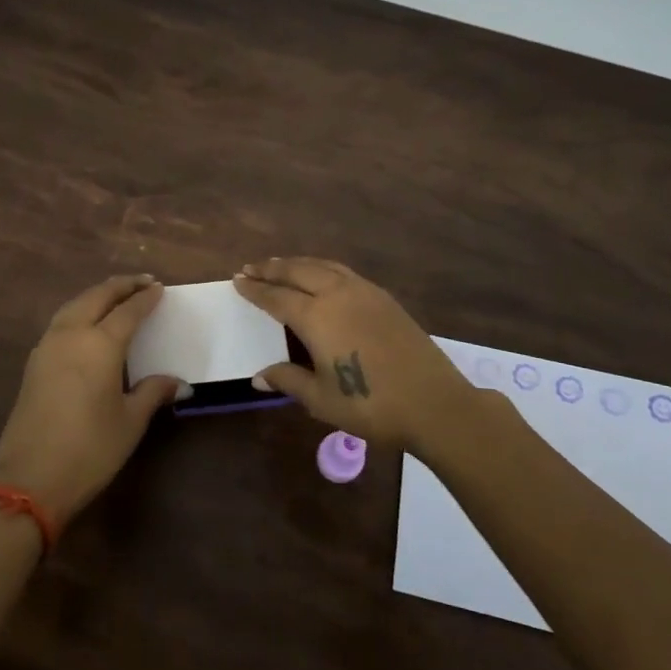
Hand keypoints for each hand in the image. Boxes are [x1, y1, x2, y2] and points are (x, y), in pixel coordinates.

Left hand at [0, 274, 184, 525]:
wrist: (30, 478)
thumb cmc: (90, 449)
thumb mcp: (130, 422)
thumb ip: (152, 393)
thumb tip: (179, 383)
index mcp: (100, 344)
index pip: (128, 311)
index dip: (145, 298)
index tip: (159, 288)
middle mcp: (72, 335)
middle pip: (97, 297)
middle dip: (120, 286)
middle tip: (142, 281)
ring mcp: (47, 346)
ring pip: (74, 305)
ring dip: (97, 295)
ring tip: (115, 295)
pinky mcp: (34, 362)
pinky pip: (61, 322)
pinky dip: (79, 311)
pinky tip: (87, 322)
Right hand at [232, 257, 480, 449]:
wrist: (434, 403)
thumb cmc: (371, 406)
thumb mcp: (322, 400)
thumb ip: (289, 380)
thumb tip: (259, 375)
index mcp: (317, 317)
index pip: (276, 297)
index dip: (255, 289)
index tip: (237, 280)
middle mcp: (337, 294)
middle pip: (298, 271)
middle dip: (271, 268)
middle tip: (251, 267)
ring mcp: (364, 292)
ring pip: (322, 266)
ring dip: (296, 263)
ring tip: (279, 265)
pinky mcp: (384, 297)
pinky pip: (343, 271)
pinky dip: (321, 267)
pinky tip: (320, 275)